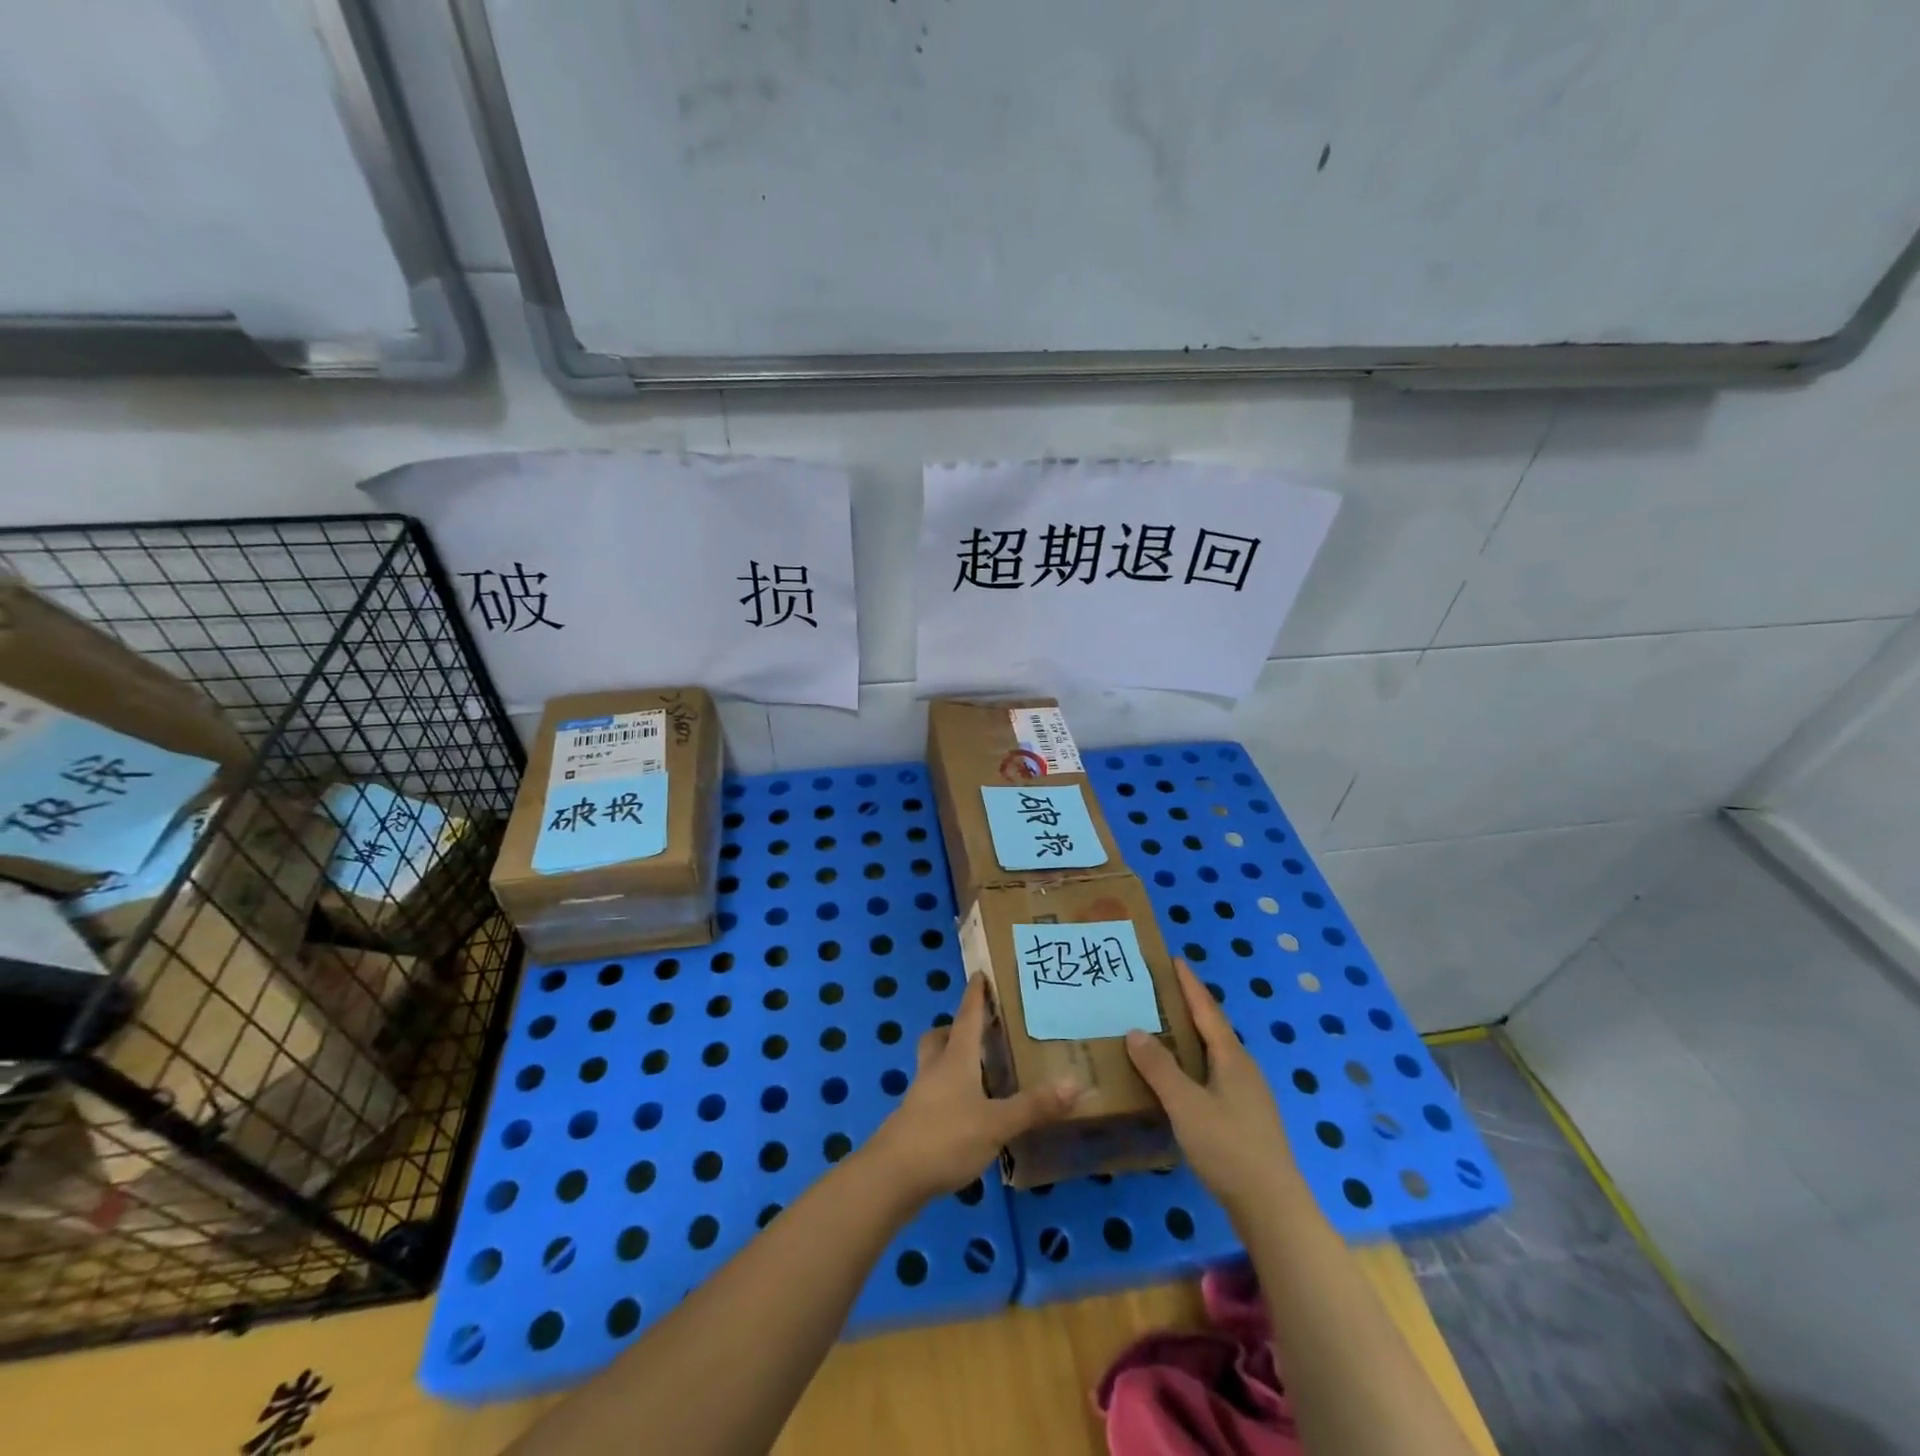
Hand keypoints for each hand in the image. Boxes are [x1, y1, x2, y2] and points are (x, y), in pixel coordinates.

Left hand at [865, 973, 1080, 1205]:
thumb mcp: (996, 1124)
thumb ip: (1033, 1106)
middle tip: (979, 1031)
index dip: (975, 996)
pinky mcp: (915, 1123)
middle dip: (956, 1028)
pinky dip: (950, 1093)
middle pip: (940, 1037)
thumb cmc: (945, 1137)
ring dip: (952, 1061)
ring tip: (979, 1073)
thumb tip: (1075, 1083)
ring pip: (934, 1065)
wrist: (892, 1176)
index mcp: (955, 1059)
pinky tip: (967, 1113)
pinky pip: (934, 1094)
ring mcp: (921, 1096)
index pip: (967, 1017)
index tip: (979, 974)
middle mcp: (935, 1070)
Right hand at [1126, 959, 1299, 1222]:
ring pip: (1214, 1055)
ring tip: (1162, 1030)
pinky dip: (1194, 1065)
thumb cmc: (1229, 1148)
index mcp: (1232, 1058)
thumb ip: (1159, 1068)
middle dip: (1189, 1008)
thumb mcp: (1186, 1105)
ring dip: (1190, 1038)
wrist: (1273, 1209)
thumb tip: (1135, 1030)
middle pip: (1213, 1029)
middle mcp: (1243, 1070)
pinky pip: (1214, 1076)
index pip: (1207, 1010)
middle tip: (1159, 992)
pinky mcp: (1245, 1119)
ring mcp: (1248, 1096)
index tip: (1174, 960)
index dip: (1190, 985)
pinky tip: (1179, 1079)